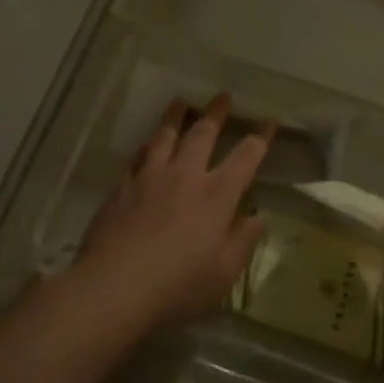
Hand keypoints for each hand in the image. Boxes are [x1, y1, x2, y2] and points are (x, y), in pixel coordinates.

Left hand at [72, 96, 270, 330]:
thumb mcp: (222, 274)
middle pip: (202, 134)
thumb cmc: (177, 286)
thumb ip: (242, 242)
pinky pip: (137, 157)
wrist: (114, 286)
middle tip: (222, 95)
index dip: (260, 137)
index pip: (245, 158)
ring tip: (180, 101)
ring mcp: (150, 178)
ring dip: (175, 116)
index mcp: (216, 196)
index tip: (269, 120)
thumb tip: (258, 217)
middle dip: (216, 113)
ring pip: (165, 137)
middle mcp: (184, 177)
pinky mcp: (122, 187)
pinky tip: (146, 144)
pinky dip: (146, 146)